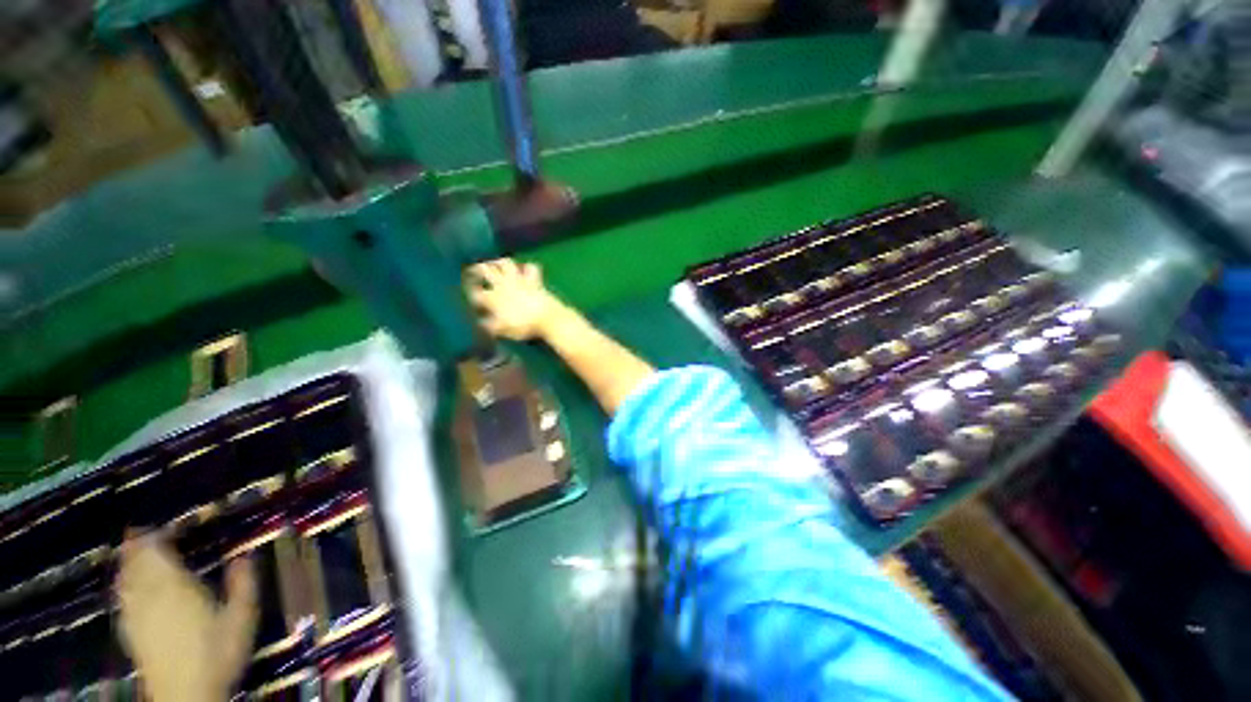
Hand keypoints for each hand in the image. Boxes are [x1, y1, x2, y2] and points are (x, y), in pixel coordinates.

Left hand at [115, 531, 257, 701]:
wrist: (186, 695)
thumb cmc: (217, 652)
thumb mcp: (241, 617)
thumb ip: (244, 584)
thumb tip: (246, 553)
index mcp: (174, 585)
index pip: (156, 552)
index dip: (154, 536)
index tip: (159, 525)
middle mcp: (149, 594)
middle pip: (135, 563)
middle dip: (135, 546)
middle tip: (139, 531)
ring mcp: (136, 613)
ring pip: (124, 580)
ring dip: (126, 563)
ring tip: (130, 552)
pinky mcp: (129, 631)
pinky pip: (122, 598)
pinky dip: (122, 585)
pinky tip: (125, 586)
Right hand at [465, 258, 570, 340]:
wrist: (547, 318)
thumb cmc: (523, 326)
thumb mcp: (503, 330)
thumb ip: (490, 326)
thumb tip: (481, 322)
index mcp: (492, 298)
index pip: (475, 292)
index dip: (470, 293)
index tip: (469, 294)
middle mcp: (502, 285)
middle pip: (485, 270)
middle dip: (476, 269)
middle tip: (473, 270)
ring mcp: (519, 280)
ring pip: (506, 263)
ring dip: (499, 262)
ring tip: (495, 263)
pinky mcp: (534, 280)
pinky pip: (530, 267)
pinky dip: (527, 267)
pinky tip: (525, 269)